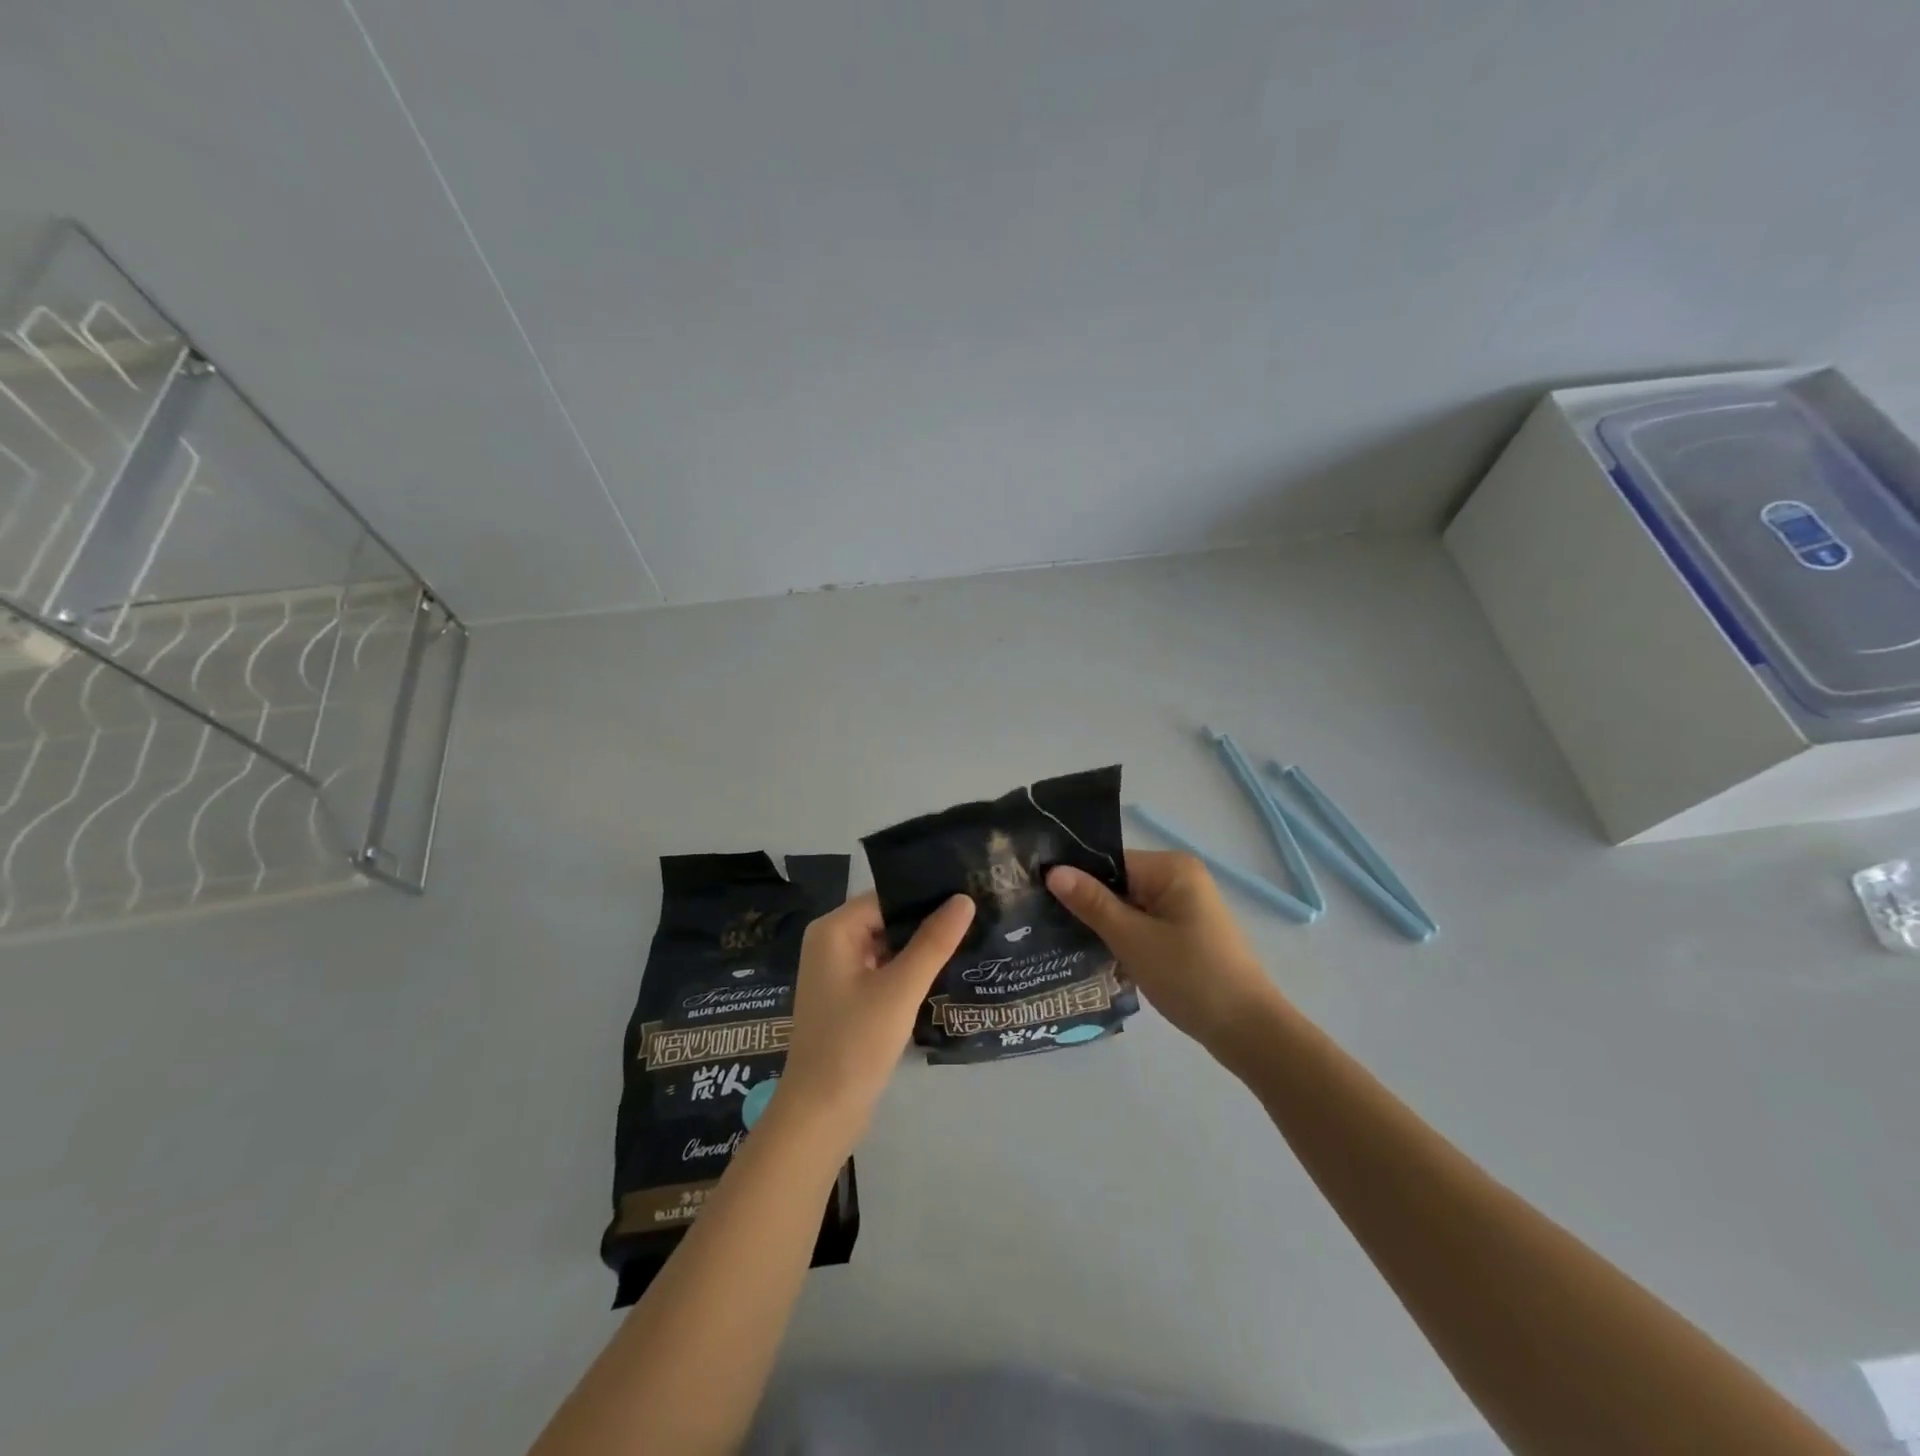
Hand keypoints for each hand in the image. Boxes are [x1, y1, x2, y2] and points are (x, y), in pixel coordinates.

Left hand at [778, 891, 974, 1135]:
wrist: (820, 1114)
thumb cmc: (855, 1043)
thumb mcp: (900, 989)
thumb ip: (933, 942)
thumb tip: (964, 899)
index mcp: (833, 930)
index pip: (886, 897)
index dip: (925, 897)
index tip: (968, 895)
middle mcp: (830, 943)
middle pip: (886, 919)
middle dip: (926, 922)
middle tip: (976, 917)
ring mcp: (837, 972)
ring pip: (887, 946)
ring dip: (919, 948)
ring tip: (969, 939)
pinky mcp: (847, 998)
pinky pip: (882, 970)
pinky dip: (907, 971)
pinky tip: (942, 972)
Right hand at [1047, 850, 1282, 1054]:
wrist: (1248, 1032)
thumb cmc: (1190, 977)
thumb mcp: (1133, 939)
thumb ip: (1092, 903)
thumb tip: (1053, 871)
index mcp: (1171, 868)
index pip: (1109, 861)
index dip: (1075, 878)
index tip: (1039, 896)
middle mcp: (1180, 879)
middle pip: (1118, 883)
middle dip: (1087, 905)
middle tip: (1044, 923)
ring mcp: (1185, 908)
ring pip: (1128, 908)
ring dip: (1104, 926)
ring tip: (1063, 941)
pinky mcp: (1186, 934)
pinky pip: (1143, 926)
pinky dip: (1123, 940)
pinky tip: (1097, 958)